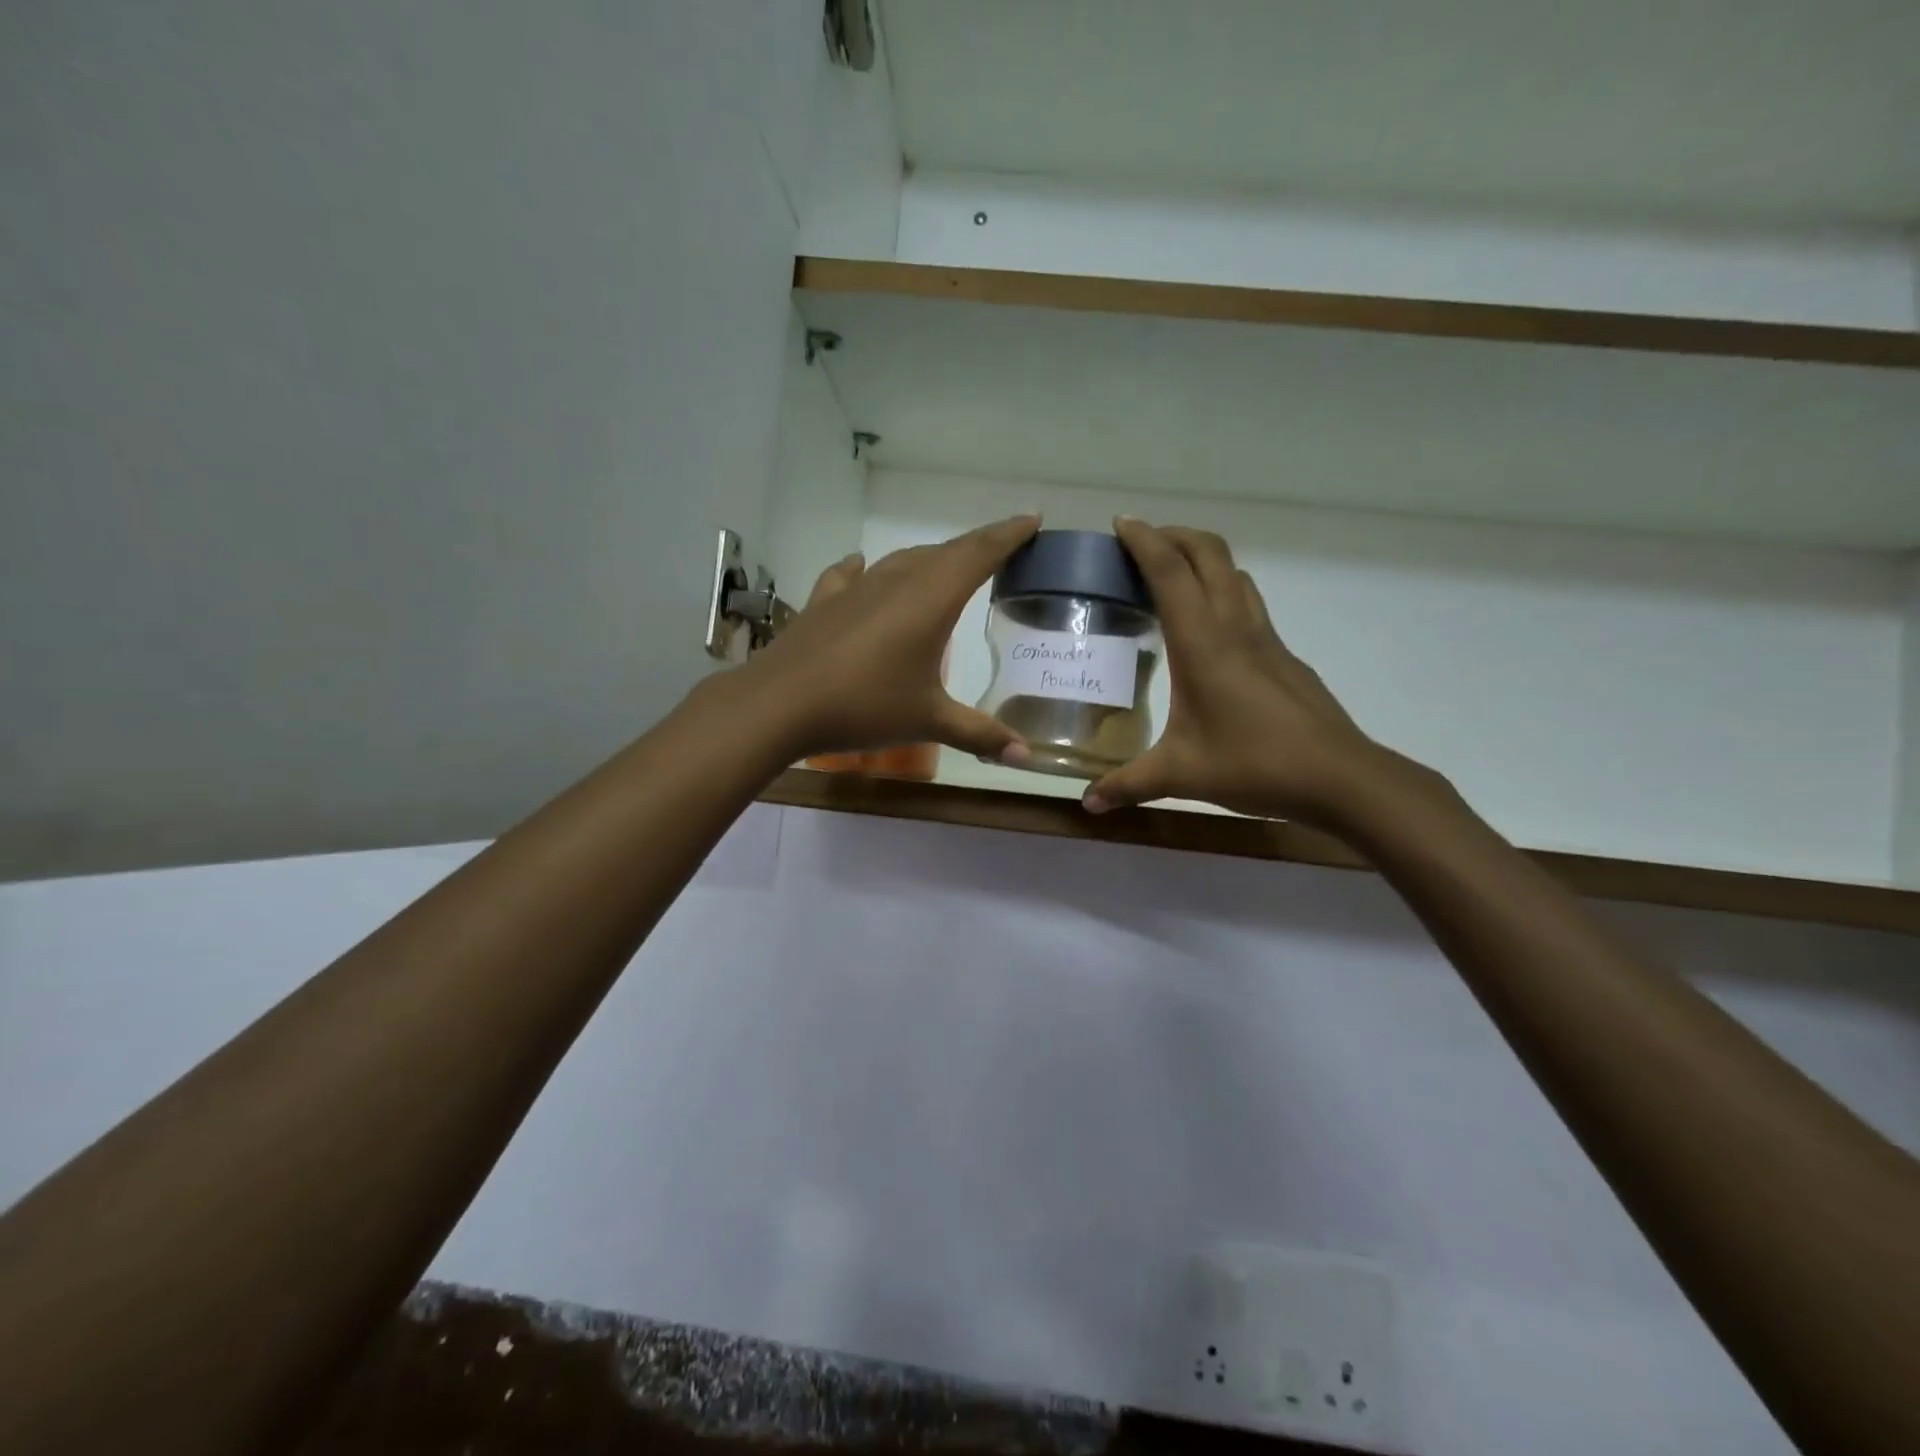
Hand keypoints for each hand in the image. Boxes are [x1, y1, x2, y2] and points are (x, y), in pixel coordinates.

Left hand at [732, 515, 1041, 762]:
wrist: (779, 704)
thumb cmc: (865, 706)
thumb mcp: (928, 721)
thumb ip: (978, 733)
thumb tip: (1024, 755)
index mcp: (931, 599)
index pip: (980, 554)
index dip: (1009, 535)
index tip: (1032, 519)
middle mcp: (896, 582)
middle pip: (945, 552)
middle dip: (978, 545)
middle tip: (1001, 547)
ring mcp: (856, 588)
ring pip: (902, 560)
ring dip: (929, 558)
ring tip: (946, 564)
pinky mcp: (824, 602)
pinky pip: (851, 575)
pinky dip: (866, 570)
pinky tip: (863, 567)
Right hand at [1082, 519, 1423, 831]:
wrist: (1340, 778)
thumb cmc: (1255, 766)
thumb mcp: (1181, 775)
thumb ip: (1129, 784)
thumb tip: (1087, 803)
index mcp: (1204, 645)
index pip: (1171, 573)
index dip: (1145, 541)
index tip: (1120, 523)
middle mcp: (1236, 628)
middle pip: (1209, 554)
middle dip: (1174, 534)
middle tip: (1140, 541)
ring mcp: (1266, 639)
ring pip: (1234, 573)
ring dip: (1202, 558)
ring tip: (1171, 574)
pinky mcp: (1284, 656)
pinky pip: (1248, 602)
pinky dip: (1222, 590)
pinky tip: (1209, 628)